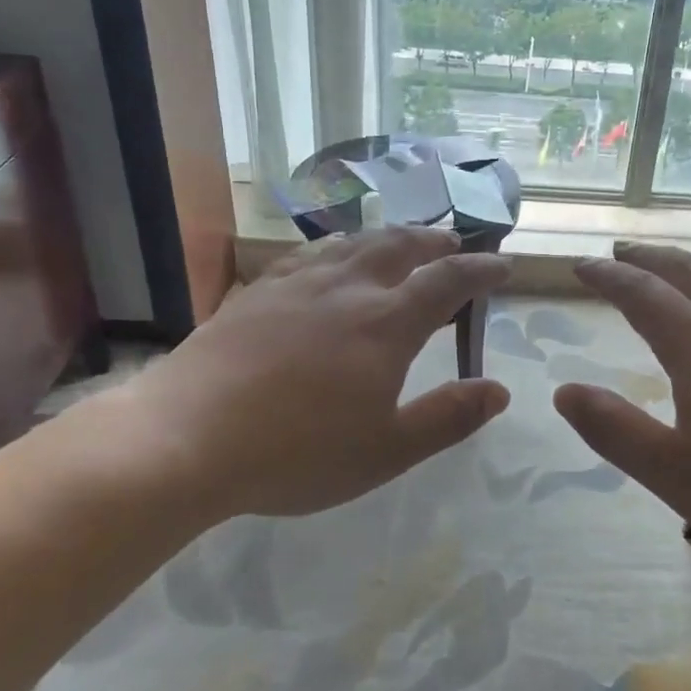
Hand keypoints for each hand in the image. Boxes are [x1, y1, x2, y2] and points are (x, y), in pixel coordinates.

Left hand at [114, 228, 510, 520]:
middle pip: (400, 246)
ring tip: (400, 242)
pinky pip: (310, 254)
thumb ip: (448, 417)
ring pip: (354, 243)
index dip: (480, 269)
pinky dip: (338, 247)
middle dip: (434, 240)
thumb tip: (500, 391)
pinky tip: (330, 258)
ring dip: (388, 237)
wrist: (187, 437)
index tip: (503, 266)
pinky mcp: (258, 291)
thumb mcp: (386, 451)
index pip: (447, 281)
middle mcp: (347, 288)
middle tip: (452, 242)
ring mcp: (297, 284)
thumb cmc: (296, 453)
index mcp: (386, 324)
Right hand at [555, 243, 690, 580]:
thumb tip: (564, 391)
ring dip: (690, 268)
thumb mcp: (676, 475)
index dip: (607, 276)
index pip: (641, 293)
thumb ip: (615, 431)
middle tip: (623, 250)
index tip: (581, 264)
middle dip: (648, 258)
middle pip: (687, 271)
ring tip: (674, 271)